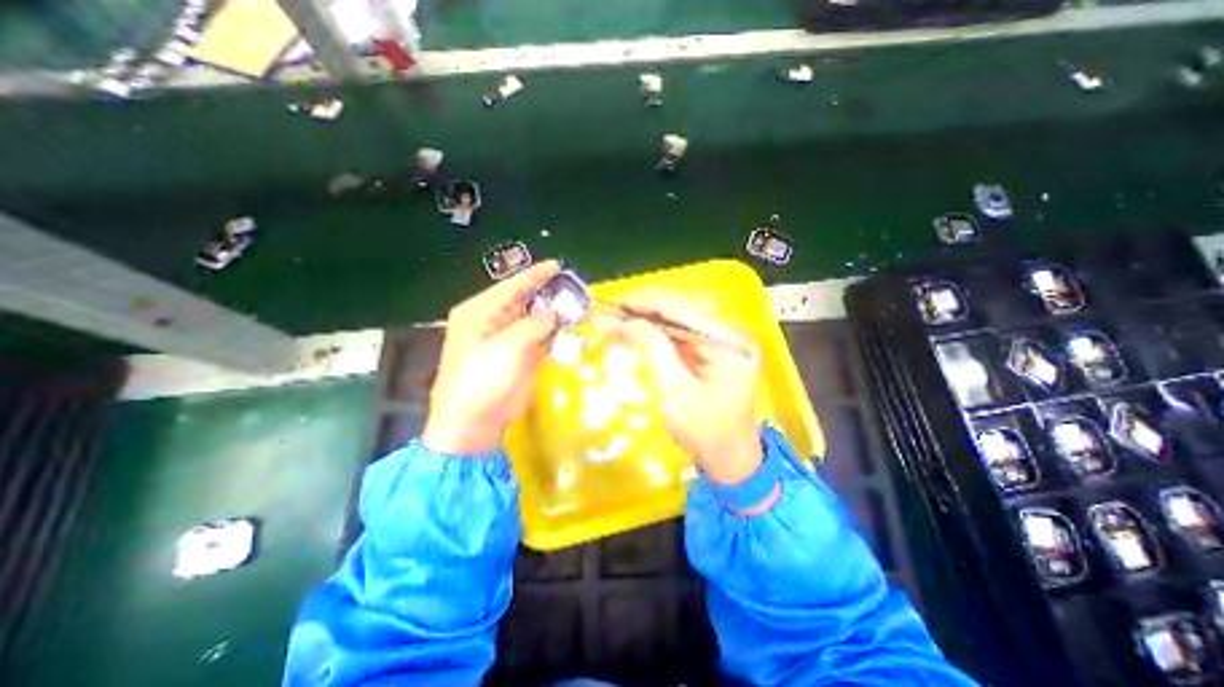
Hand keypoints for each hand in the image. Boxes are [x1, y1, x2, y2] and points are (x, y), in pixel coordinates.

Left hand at [418, 260, 558, 456]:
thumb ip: (534, 325)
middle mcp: (493, 322)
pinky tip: (571, 327)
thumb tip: (554, 312)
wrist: (473, 425)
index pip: (512, 286)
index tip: (557, 266)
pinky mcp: (519, 358)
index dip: (535, 276)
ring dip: (554, 314)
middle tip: (574, 288)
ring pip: (534, 320)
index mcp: (480, 312)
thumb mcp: (508, 347)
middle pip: (524, 301)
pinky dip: (554, 333)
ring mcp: (507, 341)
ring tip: (578, 305)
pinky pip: (539, 338)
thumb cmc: (483, 381)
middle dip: (548, 295)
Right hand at [622, 298, 760, 485]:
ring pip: (681, 319)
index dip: (647, 304)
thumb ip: (652, 349)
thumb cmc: (702, 430)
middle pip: (683, 310)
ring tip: (622, 318)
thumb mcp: (673, 390)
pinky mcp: (714, 351)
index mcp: (727, 343)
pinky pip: (683, 334)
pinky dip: (660, 332)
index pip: (683, 311)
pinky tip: (640, 331)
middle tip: (616, 311)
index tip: (618, 303)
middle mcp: (729, 334)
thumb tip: (627, 321)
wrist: (728, 457)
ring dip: (651, 318)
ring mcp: (723, 342)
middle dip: (647, 309)